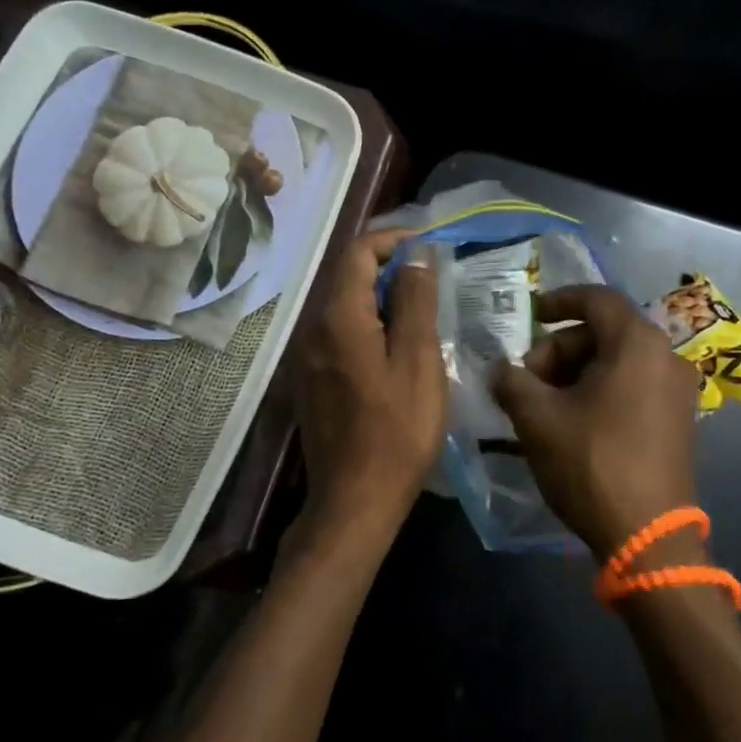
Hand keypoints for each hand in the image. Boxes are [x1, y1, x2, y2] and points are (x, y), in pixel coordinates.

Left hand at [292, 229, 445, 559]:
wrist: (354, 500)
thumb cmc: (397, 431)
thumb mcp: (418, 361)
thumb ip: (416, 301)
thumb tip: (416, 255)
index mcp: (337, 317)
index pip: (357, 252)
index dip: (393, 241)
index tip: (430, 248)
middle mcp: (313, 328)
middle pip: (347, 276)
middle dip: (389, 267)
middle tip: (433, 279)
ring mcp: (307, 356)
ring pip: (344, 305)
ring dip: (381, 297)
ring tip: (423, 311)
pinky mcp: (312, 379)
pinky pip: (340, 333)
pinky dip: (369, 324)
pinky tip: (398, 347)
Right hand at [491, 285, 698, 558]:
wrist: (648, 537)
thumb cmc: (592, 463)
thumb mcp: (537, 418)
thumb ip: (512, 381)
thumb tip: (499, 370)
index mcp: (638, 344)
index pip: (596, 298)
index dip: (558, 301)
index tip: (530, 316)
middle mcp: (666, 357)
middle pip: (603, 332)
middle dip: (558, 350)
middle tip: (526, 381)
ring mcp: (677, 392)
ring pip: (616, 362)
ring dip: (574, 374)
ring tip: (542, 407)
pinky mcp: (677, 421)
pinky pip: (632, 387)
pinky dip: (598, 391)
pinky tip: (571, 423)